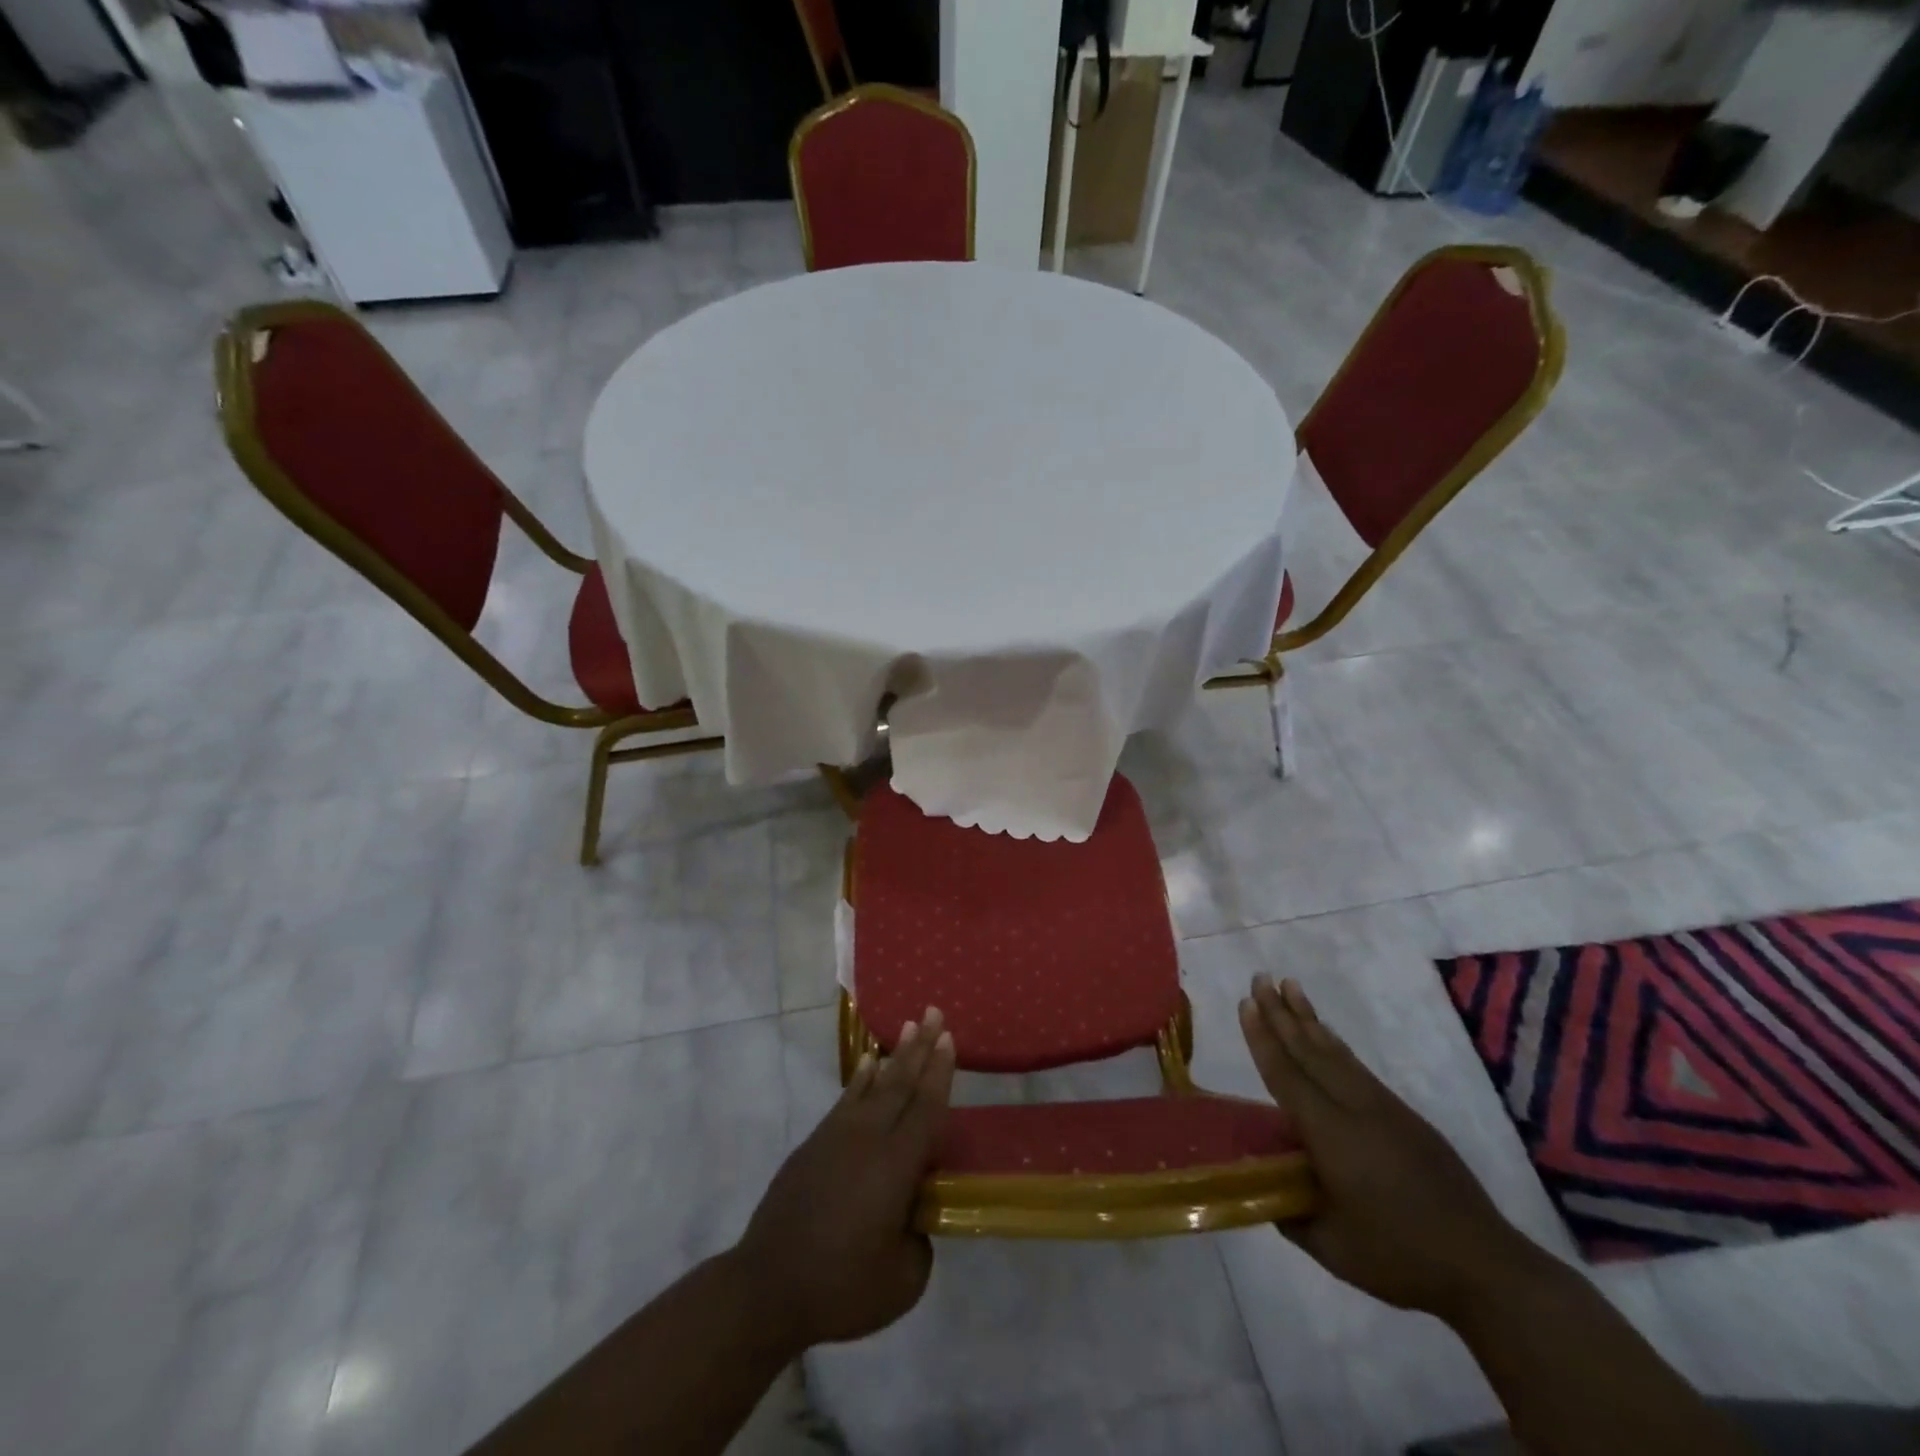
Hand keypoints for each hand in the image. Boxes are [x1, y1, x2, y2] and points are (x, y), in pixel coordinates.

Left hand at [733, 1007, 955, 1350]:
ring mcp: (837, 1137)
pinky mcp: (814, 1145)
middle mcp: (869, 1138)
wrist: (768, 1286)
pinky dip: (860, 1079)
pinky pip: (846, 1099)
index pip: (926, 1108)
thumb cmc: (842, 1286)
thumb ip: (920, 1241)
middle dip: (921, 1047)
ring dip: (895, 1055)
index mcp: (896, 1165)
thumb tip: (913, 1216)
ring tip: (909, 1027)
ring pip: (874, 1085)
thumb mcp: (903, 1281)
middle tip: (934, 1012)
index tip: (949, 1038)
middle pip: (901, 1083)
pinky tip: (868, 1064)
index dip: (940, 1072)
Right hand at [1239, 976, 1540, 1322]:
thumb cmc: (1400, 1259)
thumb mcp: (1332, 1248)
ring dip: (1308, 1018)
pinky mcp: (1404, 1116)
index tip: (1246, 1003)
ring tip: (1289, 986)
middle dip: (1281, 1013)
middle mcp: (1355, 1109)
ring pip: (1335, 1052)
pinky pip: (1357, 1067)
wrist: (1486, 1268)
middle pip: (1309, 1051)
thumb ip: (1291, 1213)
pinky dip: (1335, 1043)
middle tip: (1259, 979)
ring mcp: (1384, 1108)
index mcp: (1331, 1136)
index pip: (1286, 1075)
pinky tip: (1326, 1034)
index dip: (1263, 1039)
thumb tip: (1264, 1187)